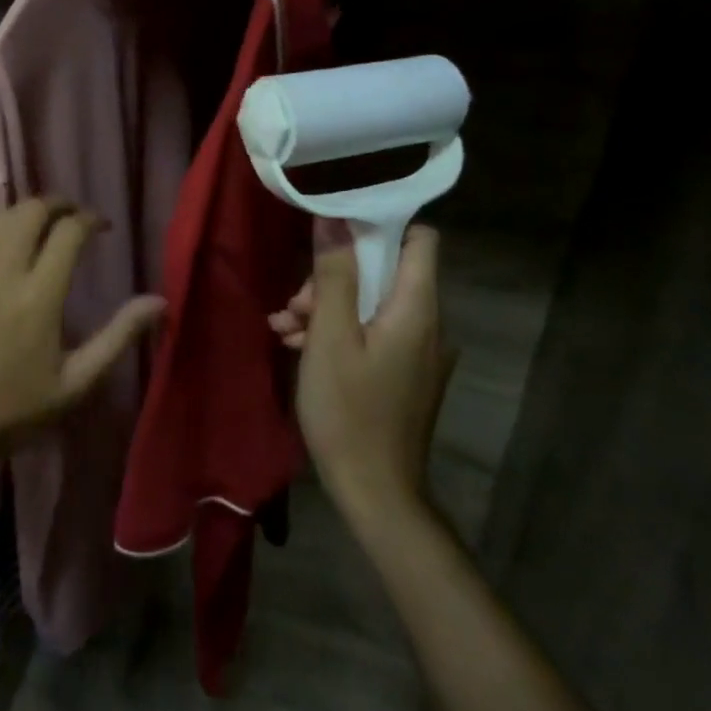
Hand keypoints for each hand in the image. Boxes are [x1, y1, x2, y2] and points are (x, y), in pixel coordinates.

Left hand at [0, 197, 165, 471]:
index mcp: (39, 296)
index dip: (91, 219)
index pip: (69, 231)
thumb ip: (119, 335)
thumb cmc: (17, 408)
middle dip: (59, 204)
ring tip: (44, 227)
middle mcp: (3, 270)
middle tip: (74, 218)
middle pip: (32, 209)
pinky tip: (6, 244)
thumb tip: (160, 301)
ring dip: (27, 212)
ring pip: (1, 215)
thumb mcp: (78, 382)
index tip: (103, 227)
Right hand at [278, 226, 450, 518]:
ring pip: (371, 303)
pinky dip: (337, 331)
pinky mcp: (402, 372)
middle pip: (385, 272)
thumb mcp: (331, 337)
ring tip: (284, 327)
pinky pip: (371, 332)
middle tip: (296, 302)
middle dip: (335, 276)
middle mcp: (426, 323)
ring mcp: (416, 350)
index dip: (380, 225)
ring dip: (326, 306)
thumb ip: (335, 275)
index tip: (334, 231)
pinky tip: (297, 345)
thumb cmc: (350, 410)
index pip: (421, 239)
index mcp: (417, 308)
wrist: (375, 492)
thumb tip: (333, 218)